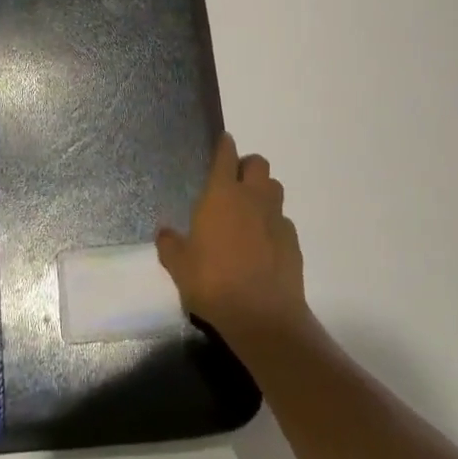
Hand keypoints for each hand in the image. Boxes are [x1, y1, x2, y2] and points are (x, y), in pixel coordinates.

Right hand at [157, 133, 306, 343]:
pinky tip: (264, 244)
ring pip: (274, 188)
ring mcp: (276, 218)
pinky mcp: (293, 241)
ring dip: (263, 192)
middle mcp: (252, 197)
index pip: (226, 155)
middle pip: (258, 163)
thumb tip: (164, 233)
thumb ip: (170, 245)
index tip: (223, 141)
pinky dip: (274, 224)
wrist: (263, 317)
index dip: (224, 145)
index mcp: (222, 194)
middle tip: (234, 183)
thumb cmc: (214, 283)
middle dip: (247, 166)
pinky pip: (283, 220)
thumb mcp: (179, 267)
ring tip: (250, 211)